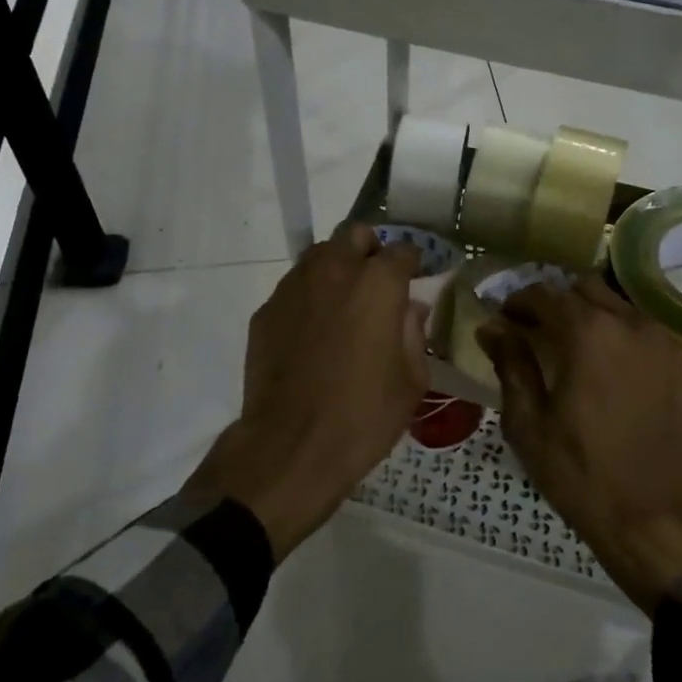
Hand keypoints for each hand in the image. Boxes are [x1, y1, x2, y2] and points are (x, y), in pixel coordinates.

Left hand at [197, 225, 428, 558]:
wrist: (291, 446)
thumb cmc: (364, 416)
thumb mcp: (411, 380)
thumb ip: (414, 332)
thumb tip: (411, 308)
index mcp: (377, 284)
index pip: (402, 250)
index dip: (412, 263)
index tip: (415, 279)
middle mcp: (334, 272)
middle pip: (354, 235)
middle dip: (370, 251)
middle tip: (377, 283)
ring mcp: (294, 288)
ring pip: (319, 255)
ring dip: (337, 268)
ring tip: (343, 304)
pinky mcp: (266, 311)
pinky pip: (294, 288)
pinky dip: (309, 296)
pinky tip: (312, 332)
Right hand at [477, 276, 681, 611]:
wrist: (657, 517)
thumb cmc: (581, 473)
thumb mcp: (529, 423)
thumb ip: (511, 365)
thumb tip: (491, 328)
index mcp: (589, 334)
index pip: (545, 294)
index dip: (518, 302)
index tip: (503, 320)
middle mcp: (629, 324)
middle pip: (584, 289)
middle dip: (554, 302)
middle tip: (533, 331)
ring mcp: (661, 341)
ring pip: (616, 305)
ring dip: (587, 315)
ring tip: (568, 347)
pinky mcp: (680, 363)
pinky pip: (641, 329)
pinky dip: (616, 333)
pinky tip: (604, 365)